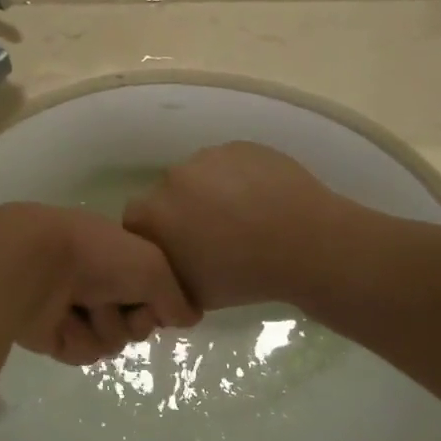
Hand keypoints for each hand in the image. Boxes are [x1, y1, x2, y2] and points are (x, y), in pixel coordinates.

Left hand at [0, 205, 198, 364]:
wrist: (34, 266)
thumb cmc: (98, 257)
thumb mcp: (153, 268)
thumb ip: (176, 296)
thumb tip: (190, 319)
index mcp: (118, 257)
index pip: (153, 291)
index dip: (160, 301)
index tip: (159, 301)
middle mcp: (98, 281)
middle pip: (135, 322)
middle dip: (133, 320)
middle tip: (121, 305)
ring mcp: (73, 308)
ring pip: (110, 341)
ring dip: (104, 328)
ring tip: (85, 307)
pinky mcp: (51, 335)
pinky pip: (82, 353)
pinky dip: (78, 339)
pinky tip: (65, 321)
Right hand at [122, 143, 351, 311]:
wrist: (305, 244)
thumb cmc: (244, 277)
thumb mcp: (192, 294)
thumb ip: (164, 277)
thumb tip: (160, 275)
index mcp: (153, 214)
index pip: (135, 220)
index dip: (156, 235)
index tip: (178, 249)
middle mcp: (172, 178)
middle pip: (167, 194)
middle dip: (183, 211)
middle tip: (215, 235)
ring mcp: (208, 158)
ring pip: (199, 176)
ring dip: (210, 192)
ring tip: (244, 217)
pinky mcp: (239, 146)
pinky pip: (229, 163)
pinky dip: (238, 178)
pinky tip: (262, 200)